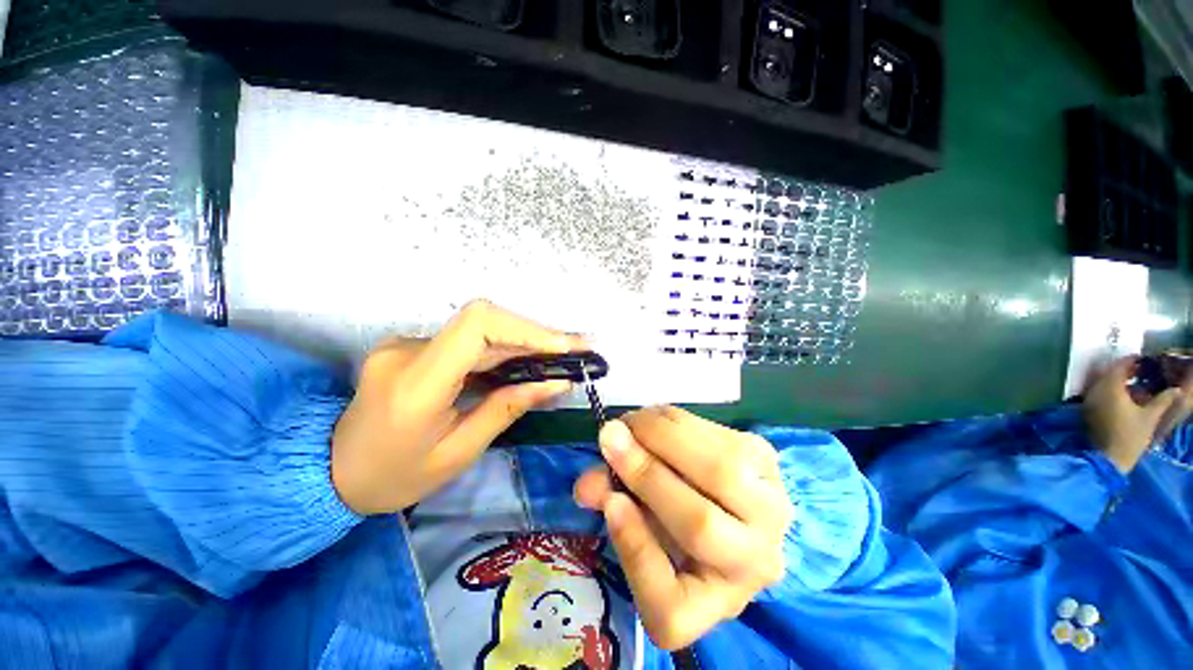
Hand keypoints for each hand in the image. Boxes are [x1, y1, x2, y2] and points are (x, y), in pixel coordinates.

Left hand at [331, 301, 587, 514]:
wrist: (330, 470)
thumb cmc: (395, 476)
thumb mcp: (458, 453)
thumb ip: (508, 408)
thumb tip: (557, 382)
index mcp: (416, 385)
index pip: (477, 326)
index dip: (528, 328)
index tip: (566, 346)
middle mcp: (409, 350)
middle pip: (486, 322)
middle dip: (538, 335)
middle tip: (579, 349)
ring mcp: (408, 343)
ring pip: (482, 329)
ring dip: (526, 341)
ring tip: (564, 356)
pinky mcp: (416, 345)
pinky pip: (470, 340)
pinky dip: (506, 349)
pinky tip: (530, 361)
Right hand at [574, 406, 792, 649]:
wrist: (726, 497)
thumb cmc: (673, 521)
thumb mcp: (637, 523)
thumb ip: (610, 503)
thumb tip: (586, 484)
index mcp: (707, 603)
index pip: (669, 603)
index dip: (633, 546)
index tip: (609, 501)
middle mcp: (753, 566)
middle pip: (700, 524)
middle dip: (646, 474)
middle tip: (610, 437)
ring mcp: (772, 512)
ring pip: (720, 469)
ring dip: (664, 435)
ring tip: (632, 422)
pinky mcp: (769, 462)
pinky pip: (722, 436)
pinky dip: (680, 422)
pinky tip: (658, 419)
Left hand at [1083, 356, 1191, 472]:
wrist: (1108, 458)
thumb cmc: (1131, 436)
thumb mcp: (1150, 416)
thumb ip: (1163, 400)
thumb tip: (1177, 389)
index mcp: (1110, 388)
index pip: (1118, 367)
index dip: (1130, 361)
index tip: (1142, 360)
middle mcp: (1096, 391)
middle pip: (1108, 373)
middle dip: (1123, 370)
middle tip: (1139, 370)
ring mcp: (1089, 401)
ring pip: (1101, 383)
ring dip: (1116, 380)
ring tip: (1134, 382)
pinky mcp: (1087, 410)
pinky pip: (1097, 393)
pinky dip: (1109, 390)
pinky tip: (1123, 396)